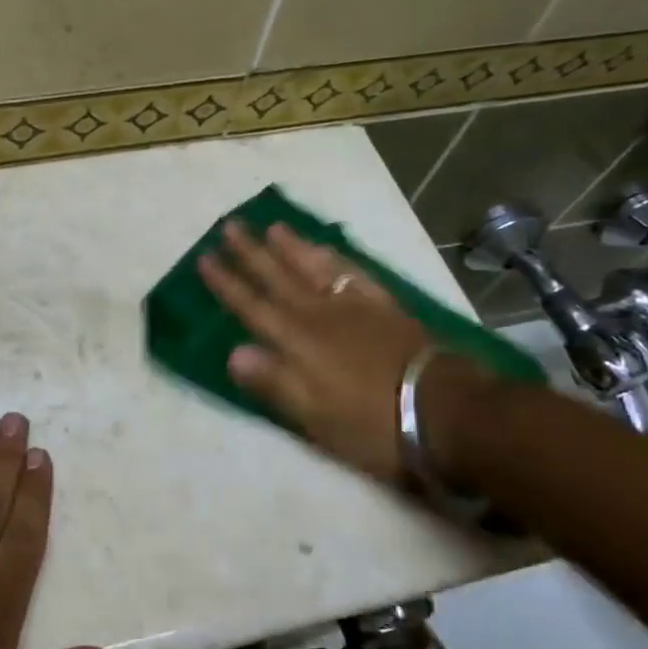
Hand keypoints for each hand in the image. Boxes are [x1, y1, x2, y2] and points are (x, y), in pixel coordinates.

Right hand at [197, 221, 435, 483]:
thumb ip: (273, 381)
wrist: (443, 410)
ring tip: (274, 227)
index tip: (204, 258)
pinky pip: (353, 274)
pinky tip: (328, 250)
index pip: (251, 307)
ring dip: (291, 247)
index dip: (226, 283)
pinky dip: (336, 259)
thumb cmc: (370, 423)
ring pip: (315, 268)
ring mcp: (354, 307)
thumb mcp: (313, 416)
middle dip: (250, 253)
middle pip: (278, 277)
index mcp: (296, 342)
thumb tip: (232, 352)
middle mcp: (319, 315)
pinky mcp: (384, 307)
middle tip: (230, 225)